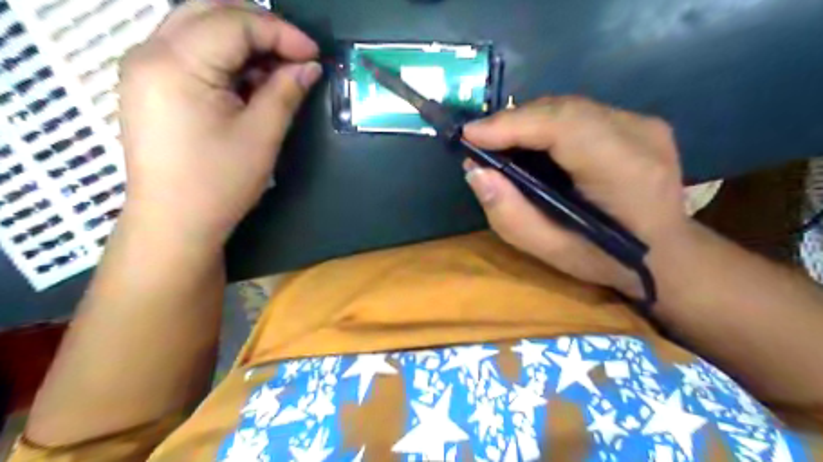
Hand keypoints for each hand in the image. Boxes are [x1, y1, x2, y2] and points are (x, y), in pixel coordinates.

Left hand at [117, 2, 321, 246]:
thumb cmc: (219, 183)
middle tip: (296, 54)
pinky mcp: (149, 84)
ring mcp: (144, 67)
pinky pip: (191, 51)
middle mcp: (149, 51)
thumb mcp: (261, 135)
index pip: (234, 23)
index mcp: (175, 63)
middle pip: (210, 11)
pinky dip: (225, 57)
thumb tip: (310, 66)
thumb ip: (286, 92)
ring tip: (276, 71)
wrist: (175, 223)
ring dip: (243, 41)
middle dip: (261, 27)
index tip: (315, 55)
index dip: (281, 33)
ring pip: (199, 27)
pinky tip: (249, 82)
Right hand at [463, 98, 688, 297]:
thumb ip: (510, 214)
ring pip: (569, 107)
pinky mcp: (638, 122)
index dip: (512, 124)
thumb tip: (476, 171)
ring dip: (527, 121)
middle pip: (563, 109)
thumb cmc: (607, 260)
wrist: (667, 253)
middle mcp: (639, 134)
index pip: (563, 126)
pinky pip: (579, 113)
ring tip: (498, 142)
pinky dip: (545, 124)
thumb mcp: (551, 252)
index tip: (470, 136)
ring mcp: (643, 123)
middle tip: (479, 141)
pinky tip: (530, 143)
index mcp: (624, 171)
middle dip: (512, 121)